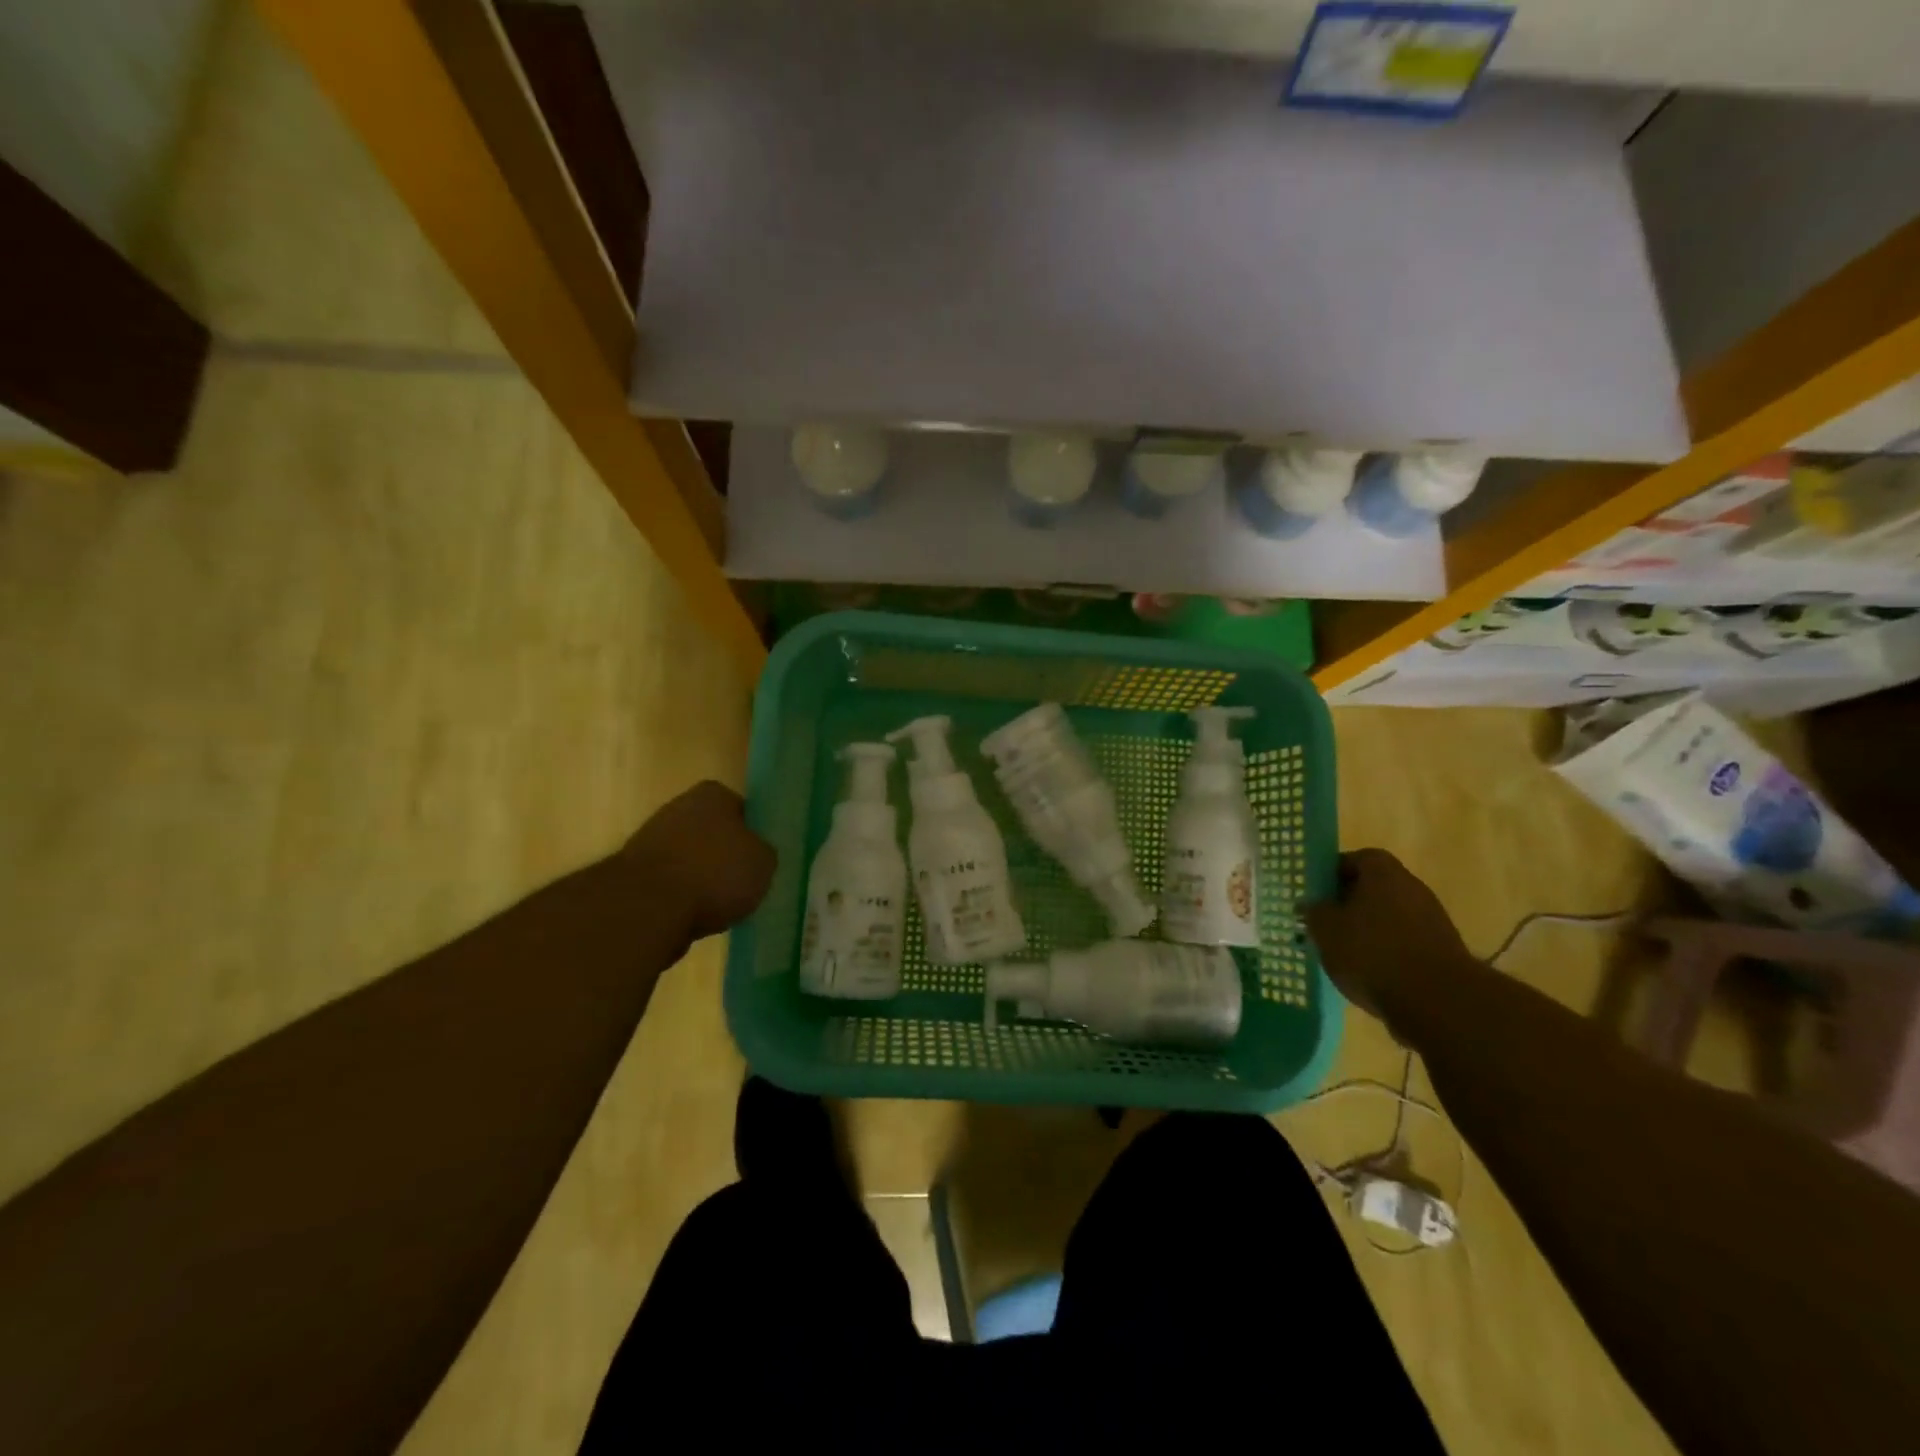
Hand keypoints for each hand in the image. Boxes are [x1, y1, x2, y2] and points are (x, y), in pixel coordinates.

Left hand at [623, 781, 775, 940]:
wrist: (648, 907)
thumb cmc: (715, 873)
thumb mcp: (764, 863)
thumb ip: (763, 853)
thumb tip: (755, 856)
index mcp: (713, 794)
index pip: (742, 810)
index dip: (753, 835)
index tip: (759, 860)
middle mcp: (679, 806)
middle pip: (711, 834)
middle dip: (723, 856)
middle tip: (742, 884)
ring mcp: (650, 839)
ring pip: (689, 860)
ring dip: (700, 880)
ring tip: (718, 908)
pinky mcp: (631, 873)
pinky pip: (668, 885)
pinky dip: (679, 899)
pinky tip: (692, 918)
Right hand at [1304, 849, 1471, 1023]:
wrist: (1437, 1001)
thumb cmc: (1372, 953)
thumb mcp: (1326, 930)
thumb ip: (1314, 912)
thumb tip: (1310, 904)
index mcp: (1383, 873)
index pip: (1356, 859)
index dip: (1333, 873)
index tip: (1317, 893)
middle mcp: (1412, 888)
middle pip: (1374, 888)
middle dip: (1349, 904)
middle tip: (1325, 923)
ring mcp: (1433, 920)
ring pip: (1389, 917)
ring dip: (1368, 930)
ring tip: (1344, 953)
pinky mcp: (1443, 952)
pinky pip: (1405, 943)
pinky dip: (1387, 953)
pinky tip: (1370, 974)